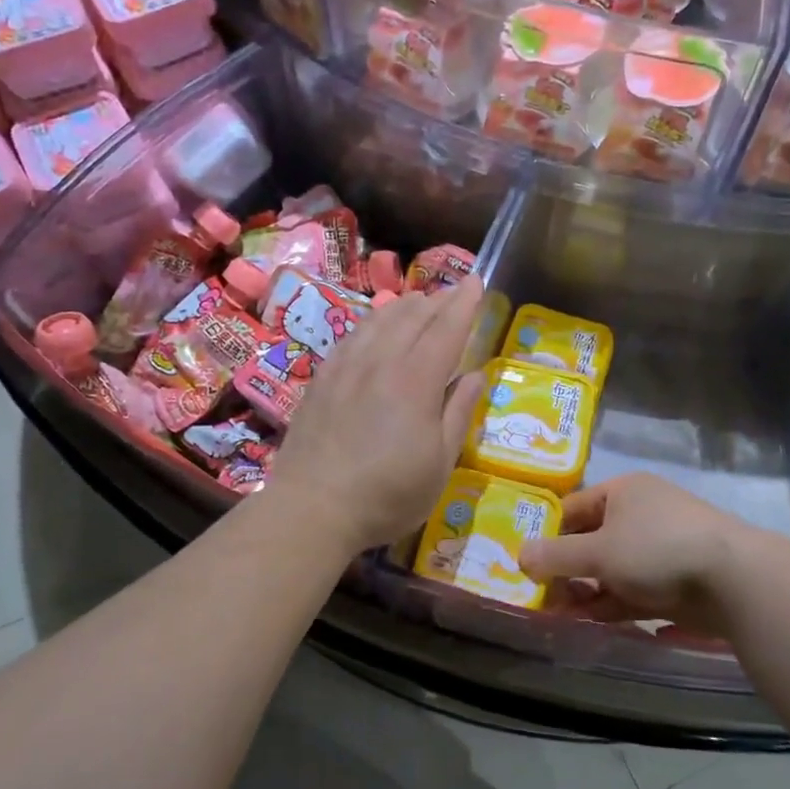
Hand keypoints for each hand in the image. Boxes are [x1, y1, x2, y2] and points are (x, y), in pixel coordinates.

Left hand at [271, 278, 486, 555]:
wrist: (313, 507)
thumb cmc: (388, 493)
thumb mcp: (440, 463)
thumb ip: (459, 413)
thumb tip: (475, 375)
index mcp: (416, 380)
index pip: (446, 328)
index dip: (464, 303)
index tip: (476, 281)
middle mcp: (382, 361)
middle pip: (413, 316)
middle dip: (438, 300)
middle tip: (454, 293)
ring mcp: (347, 366)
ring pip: (380, 319)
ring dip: (405, 306)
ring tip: (420, 301)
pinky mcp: (323, 378)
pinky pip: (353, 335)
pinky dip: (373, 321)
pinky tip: (376, 326)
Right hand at [517, 473, 745, 632]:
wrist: (735, 580)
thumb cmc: (656, 549)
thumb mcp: (598, 552)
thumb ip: (556, 557)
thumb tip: (519, 556)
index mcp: (624, 492)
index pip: (574, 508)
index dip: (549, 533)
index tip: (527, 562)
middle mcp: (642, 515)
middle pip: (593, 541)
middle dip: (568, 571)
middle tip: (543, 598)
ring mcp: (662, 549)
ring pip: (613, 570)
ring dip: (588, 593)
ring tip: (561, 617)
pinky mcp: (677, 581)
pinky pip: (636, 591)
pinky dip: (614, 605)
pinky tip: (593, 624)